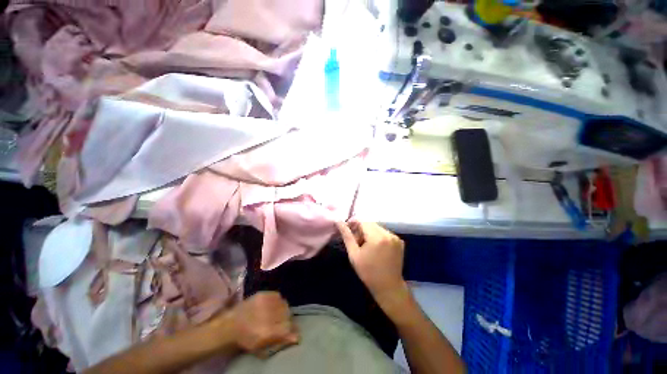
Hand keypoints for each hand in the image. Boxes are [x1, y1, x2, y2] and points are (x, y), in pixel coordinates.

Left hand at [226, 292, 298, 355]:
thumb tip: (297, 337)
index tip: (288, 330)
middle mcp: (267, 316)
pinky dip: (278, 301)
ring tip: (277, 313)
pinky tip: (272, 305)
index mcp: (267, 332)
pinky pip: (278, 295)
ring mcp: (265, 303)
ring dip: (283, 309)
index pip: (288, 327)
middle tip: (281, 322)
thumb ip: (280, 341)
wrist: (230, 324)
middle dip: (286, 319)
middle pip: (287, 315)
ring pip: (284, 304)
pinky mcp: (262, 294)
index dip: (290, 329)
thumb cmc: (246, 339)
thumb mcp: (262, 348)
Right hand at [336, 222, 408, 313]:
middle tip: (356, 241)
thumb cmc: (368, 272)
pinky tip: (375, 247)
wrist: (388, 287)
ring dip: (369, 232)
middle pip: (370, 224)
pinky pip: (385, 233)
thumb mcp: (354, 254)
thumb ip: (347, 235)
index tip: (347, 230)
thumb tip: (338, 221)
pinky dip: (378, 236)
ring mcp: (395, 237)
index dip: (353, 223)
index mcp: (377, 237)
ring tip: (365, 245)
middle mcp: (388, 234)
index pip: (362, 221)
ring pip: (377, 227)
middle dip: (361, 229)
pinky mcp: (400, 241)